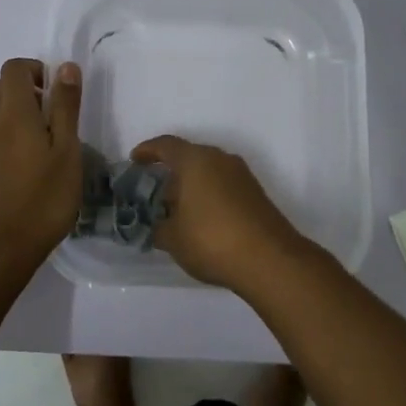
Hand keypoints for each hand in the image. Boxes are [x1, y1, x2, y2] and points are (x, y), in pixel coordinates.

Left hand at [0, 58, 83, 266]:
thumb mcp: (67, 151)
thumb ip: (65, 106)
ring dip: (15, 117)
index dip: (35, 70)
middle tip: (52, 118)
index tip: (56, 93)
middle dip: (25, 91)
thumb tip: (64, 67)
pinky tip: (24, 171)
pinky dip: (5, 141)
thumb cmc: (43, 199)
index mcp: (14, 113)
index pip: (13, 68)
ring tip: (42, 148)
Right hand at [129, 136, 310, 290]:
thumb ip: (158, 227)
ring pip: (208, 171)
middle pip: (189, 157)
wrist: (270, 259)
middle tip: (154, 193)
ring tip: (177, 211)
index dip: (147, 151)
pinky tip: (201, 220)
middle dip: (170, 173)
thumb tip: (158, 225)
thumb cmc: (211, 240)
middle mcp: (220, 159)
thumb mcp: (173, 238)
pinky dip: (209, 195)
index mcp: (195, 160)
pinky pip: (224, 185)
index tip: (135, 161)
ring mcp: (242, 175)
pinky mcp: (255, 193)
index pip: (166, 145)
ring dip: (191, 185)